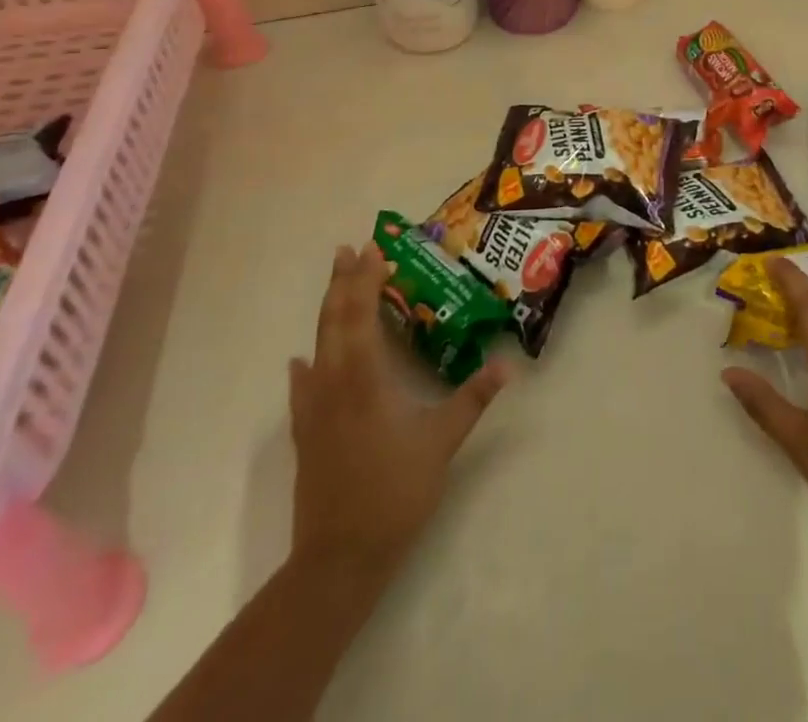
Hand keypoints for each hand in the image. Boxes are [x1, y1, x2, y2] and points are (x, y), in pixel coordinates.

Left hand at [288, 245, 510, 583]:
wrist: (340, 557)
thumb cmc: (395, 490)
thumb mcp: (443, 441)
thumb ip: (473, 398)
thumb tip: (505, 364)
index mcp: (364, 377)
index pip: (361, 314)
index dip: (365, 279)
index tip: (374, 249)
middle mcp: (333, 383)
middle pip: (333, 321)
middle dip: (341, 284)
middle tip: (348, 251)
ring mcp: (314, 409)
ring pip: (317, 346)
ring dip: (326, 312)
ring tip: (334, 286)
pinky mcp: (307, 434)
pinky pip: (303, 385)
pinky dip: (306, 364)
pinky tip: (302, 360)